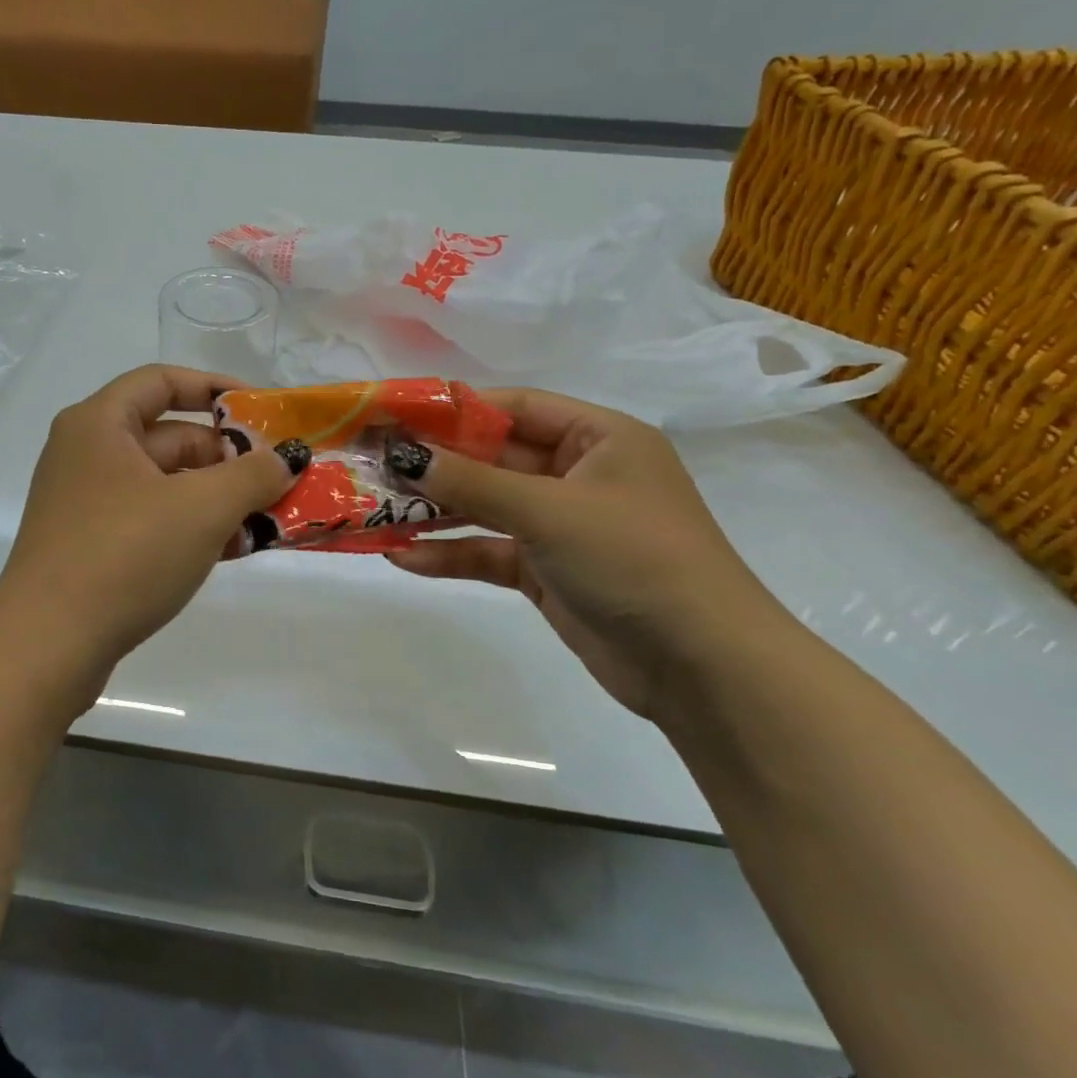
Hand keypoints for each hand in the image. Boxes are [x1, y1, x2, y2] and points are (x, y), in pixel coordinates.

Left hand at [0, 365, 301, 695]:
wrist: (47, 647)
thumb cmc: (125, 555)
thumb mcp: (201, 509)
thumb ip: (252, 475)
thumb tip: (286, 459)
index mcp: (99, 424)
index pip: (162, 381)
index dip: (215, 388)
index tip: (261, 411)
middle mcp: (87, 454)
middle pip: (168, 437)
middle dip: (227, 457)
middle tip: (275, 481)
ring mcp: (86, 502)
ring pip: (164, 484)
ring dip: (216, 498)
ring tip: (265, 522)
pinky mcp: (90, 545)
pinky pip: (151, 519)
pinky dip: (190, 527)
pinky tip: (232, 551)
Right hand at [385, 389, 782, 719]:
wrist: (704, 670)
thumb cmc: (636, 560)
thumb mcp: (550, 511)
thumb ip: (472, 481)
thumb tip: (403, 455)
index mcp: (598, 438)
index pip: (514, 407)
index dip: (453, 408)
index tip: (395, 415)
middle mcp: (578, 474)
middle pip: (492, 457)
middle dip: (434, 464)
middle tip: (372, 464)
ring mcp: (561, 525)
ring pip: (485, 506)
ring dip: (434, 510)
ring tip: (374, 510)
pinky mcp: (547, 570)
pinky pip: (489, 551)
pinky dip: (451, 553)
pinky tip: (404, 557)